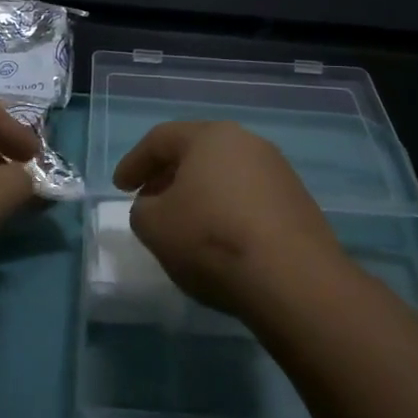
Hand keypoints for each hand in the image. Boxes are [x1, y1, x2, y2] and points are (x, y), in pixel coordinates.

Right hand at [113, 121, 346, 320]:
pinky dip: (226, 211)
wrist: (294, 280)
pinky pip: (249, 198)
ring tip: (183, 224)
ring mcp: (278, 172)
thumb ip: (143, 209)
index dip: (134, 162)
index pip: (161, 139)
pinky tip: (219, 240)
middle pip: (197, 153)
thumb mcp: (154, 226)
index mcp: (210, 136)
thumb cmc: (211, 239)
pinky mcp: (298, 204)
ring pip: (225, 175)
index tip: (119, 188)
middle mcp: (247, 143)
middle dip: (167, 175)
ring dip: (199, 194)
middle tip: (148, 200)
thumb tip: (155, 207)